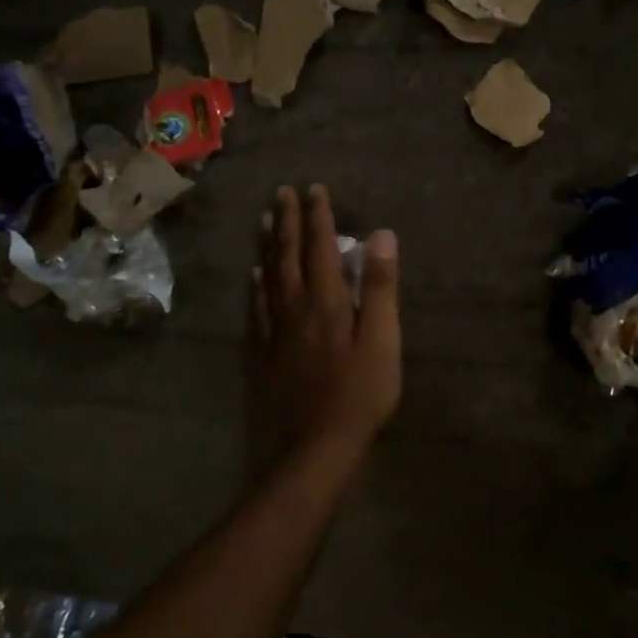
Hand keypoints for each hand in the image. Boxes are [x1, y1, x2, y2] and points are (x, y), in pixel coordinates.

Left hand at [253, 185, 400, 456]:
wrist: (314, 447)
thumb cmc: (360, 393)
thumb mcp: (383, 339)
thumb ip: (380, 286)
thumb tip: (381, 235)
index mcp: (326, 299)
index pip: (320, 247)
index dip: (318, 217)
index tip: (315, 190)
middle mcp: (295, 306)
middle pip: (288, 255)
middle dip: (287, 221)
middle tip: (282, 192)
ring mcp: (275, 330)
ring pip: (268, 276)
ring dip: (267, 245)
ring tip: (264, 219)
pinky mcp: (265, 353)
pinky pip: (257, 308)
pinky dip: (256, 285)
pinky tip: (254, 277)